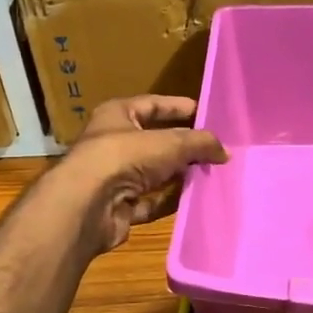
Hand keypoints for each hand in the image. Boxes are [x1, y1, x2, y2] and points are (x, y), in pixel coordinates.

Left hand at [54, 96, 227, 253]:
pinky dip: (169, 202)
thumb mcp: (170, 143)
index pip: (153, 105)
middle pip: (155, 142)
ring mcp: (113, 177)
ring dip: (179, 176)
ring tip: (211, 175)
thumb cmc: (124, 158)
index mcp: (117, 115)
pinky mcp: (118, 207)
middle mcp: (113, 143)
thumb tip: (225, 151)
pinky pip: (150, 202)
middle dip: (184, 147)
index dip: (178, 107)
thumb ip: (200, 143)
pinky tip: (193, 201)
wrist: (87, 206)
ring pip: (154, 174)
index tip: (206, 114)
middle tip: (216, 150)